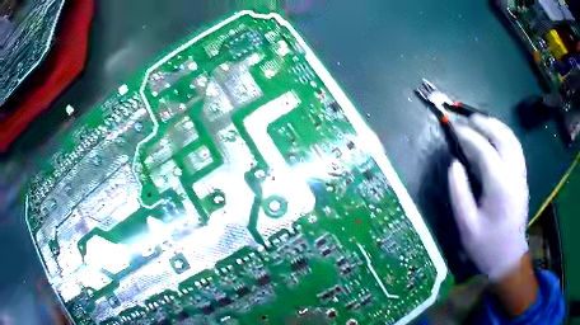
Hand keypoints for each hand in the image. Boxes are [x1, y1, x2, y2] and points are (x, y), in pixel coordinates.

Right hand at [447, 114, 528, 280]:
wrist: (508, 258)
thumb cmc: (486, 245)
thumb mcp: (466, 224)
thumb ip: (459, 192)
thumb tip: (454, 164)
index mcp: (500, 186)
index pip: (484, 150)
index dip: (468, 136)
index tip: (454, 128)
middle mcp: (514, 175)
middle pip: (502, 137)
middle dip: (484, 123)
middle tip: (467, 118)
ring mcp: (521, 175)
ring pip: (512, 139)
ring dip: (496, 125)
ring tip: (481, 120)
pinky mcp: (523, 178)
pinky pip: (516, 148)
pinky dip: (506, 135)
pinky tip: (497, 134)